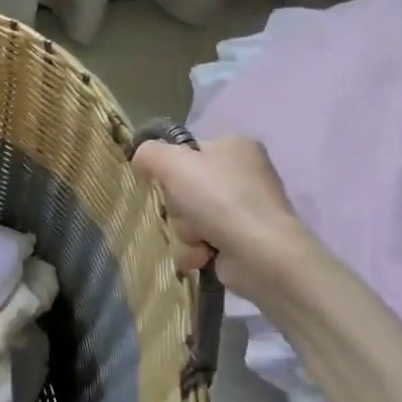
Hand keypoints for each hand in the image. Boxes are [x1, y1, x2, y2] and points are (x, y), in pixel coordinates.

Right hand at [130, 135, 299, 283]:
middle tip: (186, 213)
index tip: (166, 182)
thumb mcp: (174, 163)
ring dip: (184, 232)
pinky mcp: (240, 241)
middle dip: (178, 208)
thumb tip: (141, 160)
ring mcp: (243, 210)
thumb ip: (149, 153)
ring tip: (199, 239)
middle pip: (184, 188)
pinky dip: (196, 250)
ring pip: (187, 217)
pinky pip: (200, 242)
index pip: (187, 152)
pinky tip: (203, 255)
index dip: (171, 168)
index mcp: (235, 146)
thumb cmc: (219, 199)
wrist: (261, 255)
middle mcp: (243, 175)